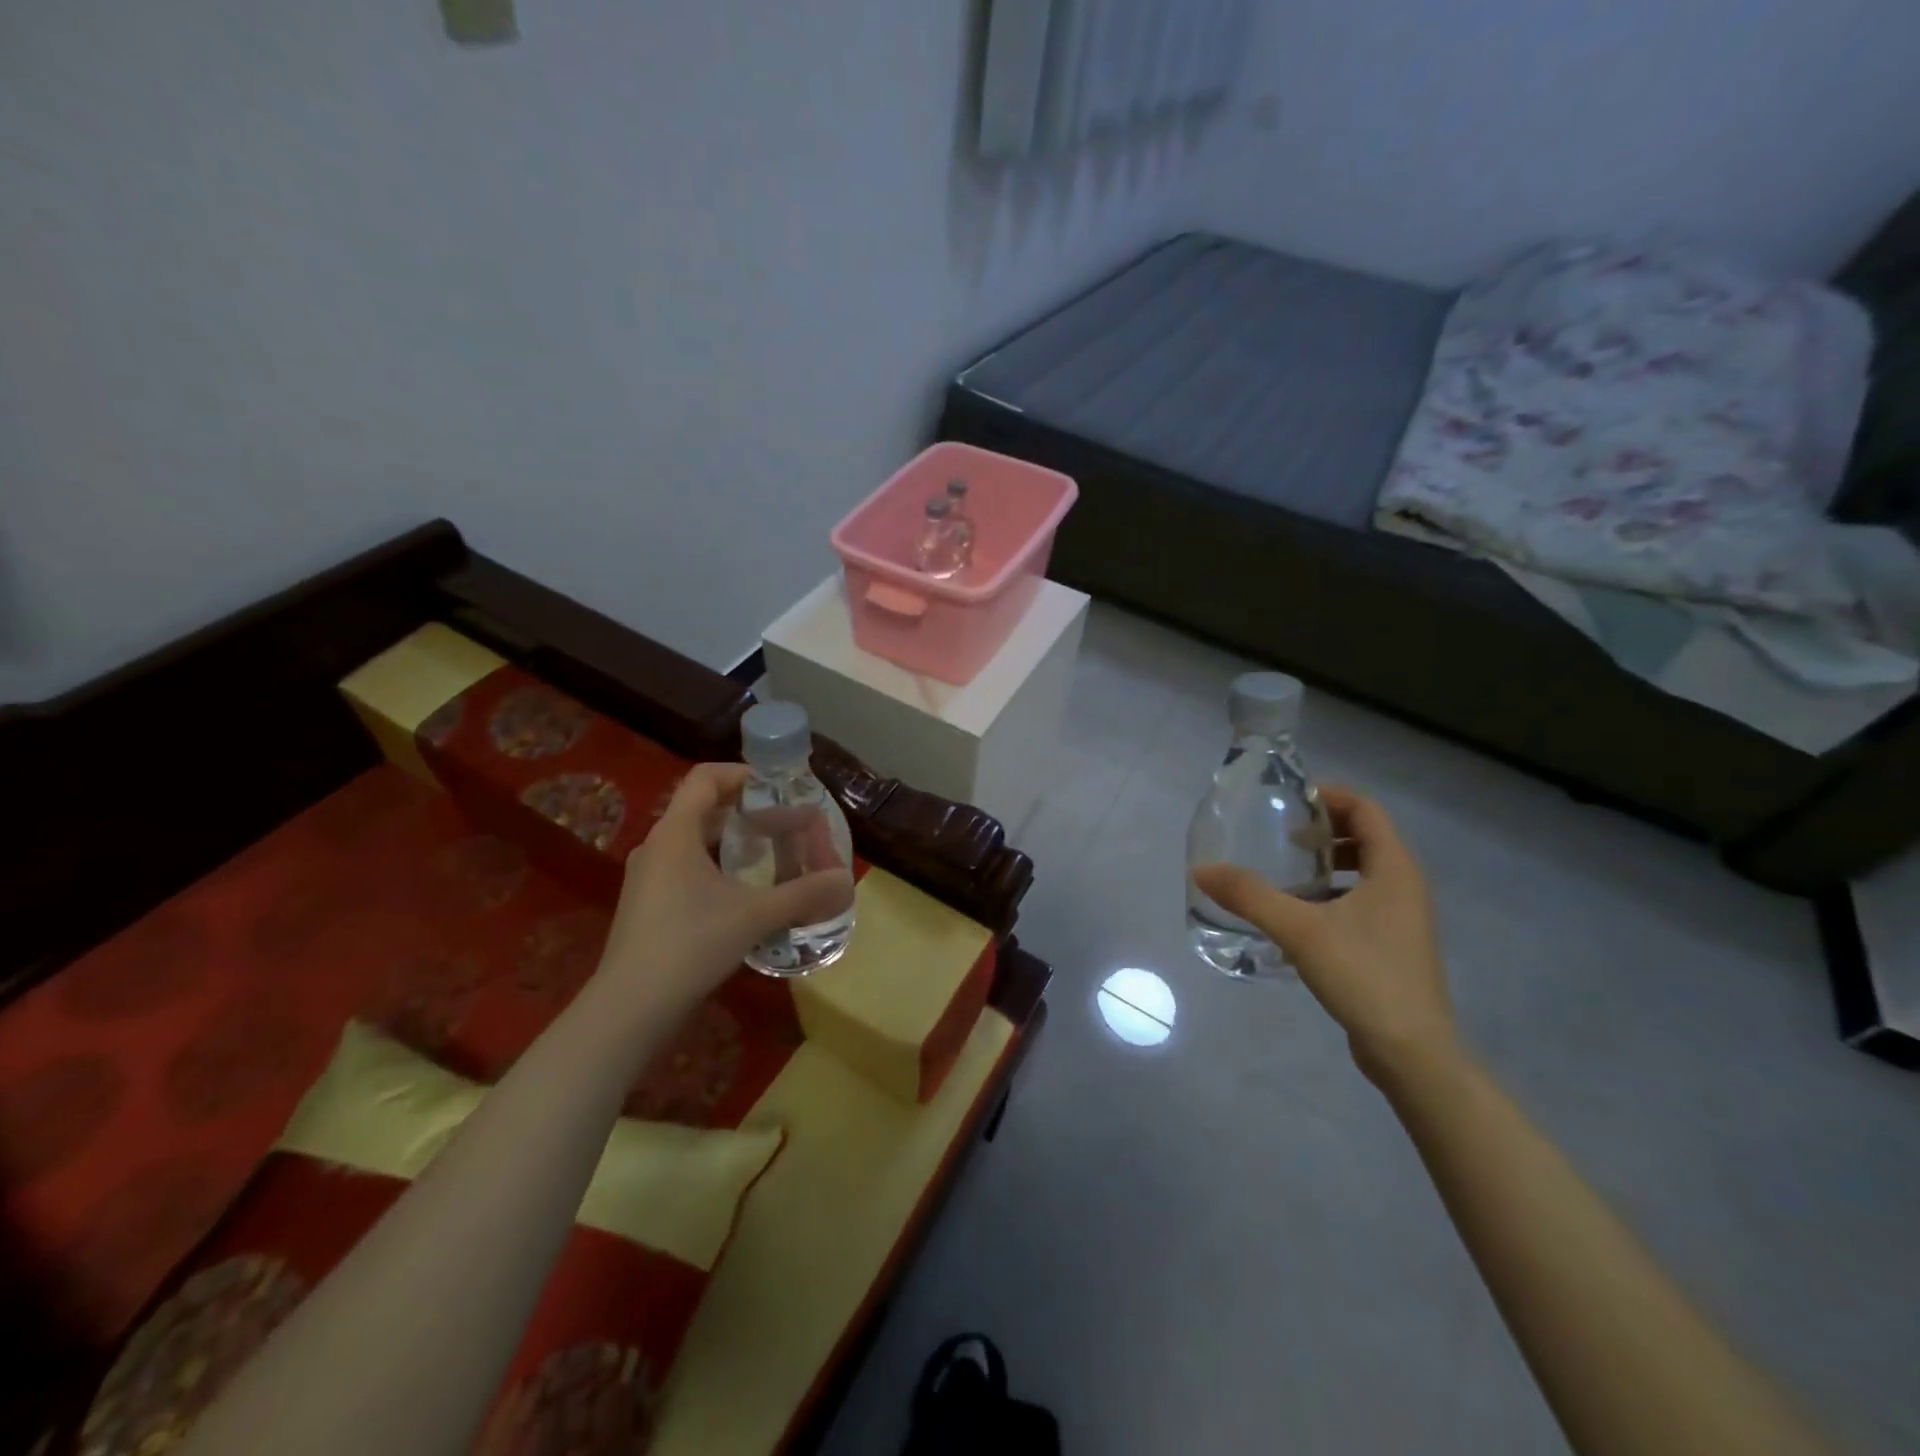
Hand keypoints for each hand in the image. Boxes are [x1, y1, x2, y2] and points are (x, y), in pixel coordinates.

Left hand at [593, 763, 854, 1013]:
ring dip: (733, 840)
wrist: (630, 1008)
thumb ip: (803, 893)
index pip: (705, 777)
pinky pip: (686, 867)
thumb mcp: (755, 915)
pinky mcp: (647, 904)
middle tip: (785, 823)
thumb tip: (845, 880)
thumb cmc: (691, 944)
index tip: (777, 787)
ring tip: (771, 854)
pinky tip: (743, 893)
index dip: (742, 773)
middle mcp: (657, 846)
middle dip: (746, 810)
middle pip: (703, 808)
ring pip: (694, 840)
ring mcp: (648, 877)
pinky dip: (717, 866)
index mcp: (675, 833)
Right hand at [1193, 787, 1455, 1083]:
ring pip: (1366, 873)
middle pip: (1367, 838)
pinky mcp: (1394, 946)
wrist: (1412, 1051)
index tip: (1292, 801)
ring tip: (1286, 875)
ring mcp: (1404, 919)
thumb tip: (1201, 871)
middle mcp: (1406, 887)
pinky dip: (1333, 896)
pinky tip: (1299, 917)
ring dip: (1328, 865)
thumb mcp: (1299, 929)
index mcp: (1395, 869)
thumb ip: (1249, 896)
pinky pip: (1363, 902)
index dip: (1331, 797)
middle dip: (1325, 831)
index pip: (1366, 810)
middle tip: (1284, 836)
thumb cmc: (1364, 974)